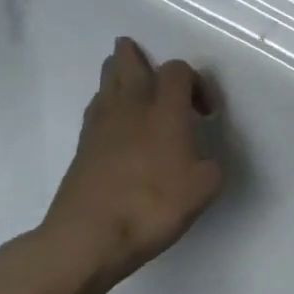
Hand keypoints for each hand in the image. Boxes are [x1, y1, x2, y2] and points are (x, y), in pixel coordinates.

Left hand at [36, 38, 223, 293]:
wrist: (88, 237)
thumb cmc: (153, 206)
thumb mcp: (204, 188)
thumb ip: (210, 166)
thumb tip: (202, 161)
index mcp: (166, 111)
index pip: (178, 71)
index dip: (196, 82)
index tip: (206, 113)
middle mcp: (132, 108)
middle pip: (128, 63)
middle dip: (136, 55)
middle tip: (145, 58)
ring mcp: (101, 126)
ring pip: (106, 83)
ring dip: (118, 75)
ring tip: (131, 83)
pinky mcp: (82, 148)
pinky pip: (96, 110)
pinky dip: (107, 105)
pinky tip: (117, 122)